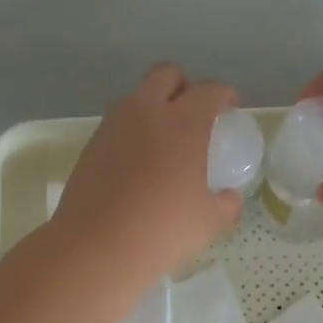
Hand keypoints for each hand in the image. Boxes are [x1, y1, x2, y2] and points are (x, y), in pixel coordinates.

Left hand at [50, 64, 243, 278]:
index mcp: (183, 124)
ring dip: (155, 107)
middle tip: (196, 114)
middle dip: (185, 86)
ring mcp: (113, 126)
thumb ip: (227, 204)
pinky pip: (119, 124)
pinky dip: (134, 132)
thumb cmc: (162, 231)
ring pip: (138, 97)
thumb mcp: (209, 222)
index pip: (209, 90)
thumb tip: (230, 197)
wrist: (95, 247)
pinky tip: (140, 164)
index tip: (232, 109)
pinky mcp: (91, 145)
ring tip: (166, 141)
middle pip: (167, 74)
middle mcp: (146, 113)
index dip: (225, 95)